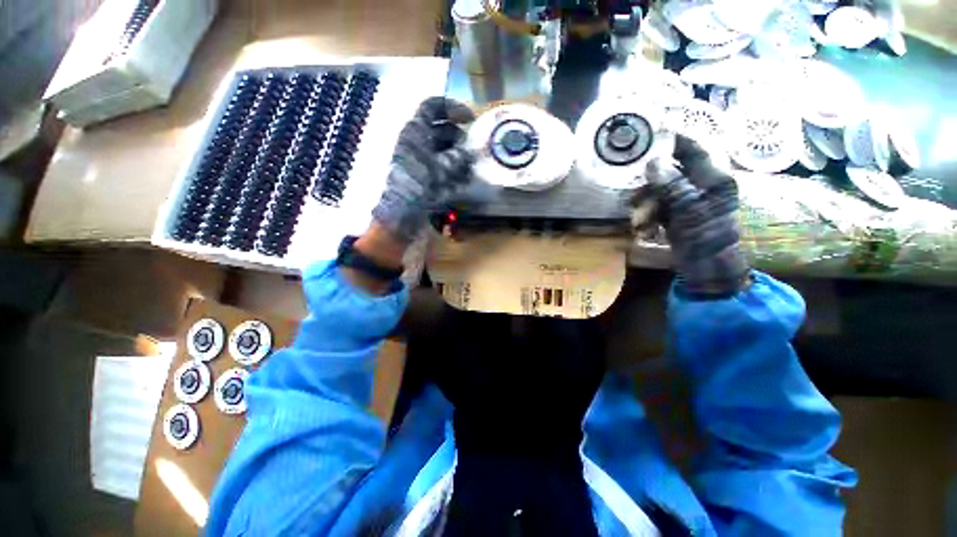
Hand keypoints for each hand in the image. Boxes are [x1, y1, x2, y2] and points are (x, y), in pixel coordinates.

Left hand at [371, 97, 475, 243]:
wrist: (402, 212)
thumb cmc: (420, 184)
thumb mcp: (442, 166)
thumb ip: (459, 156)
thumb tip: (470, 152)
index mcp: (415, 131)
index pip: (432, 106)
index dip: (452, 108)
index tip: (470, 118)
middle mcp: (416, 142)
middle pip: (440, 130)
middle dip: (458, 137)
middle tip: (471, 148)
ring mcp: (418, 160)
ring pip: (442, 149)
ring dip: (458, 155)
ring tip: (470, 166)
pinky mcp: (422, 176)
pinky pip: (440, 167)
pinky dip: (452, 170)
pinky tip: (463, 179)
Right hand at [634, 135, 749, 296]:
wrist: (707, 268)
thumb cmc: (705, 239)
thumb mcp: (689, 210)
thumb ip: (672, 185)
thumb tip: (654, 161)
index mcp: (713, 179)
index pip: (693, 149)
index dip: (674, 139)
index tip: (651, 132)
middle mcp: (702, 185)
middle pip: (672, 170)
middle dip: (651, 181)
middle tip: (633, 190)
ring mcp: (690, 200)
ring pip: (662, 189)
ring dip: (647, 201)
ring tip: (639, 216)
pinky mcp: (680, 213)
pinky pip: (660, 204)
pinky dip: (650, 213)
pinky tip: (645, 225)